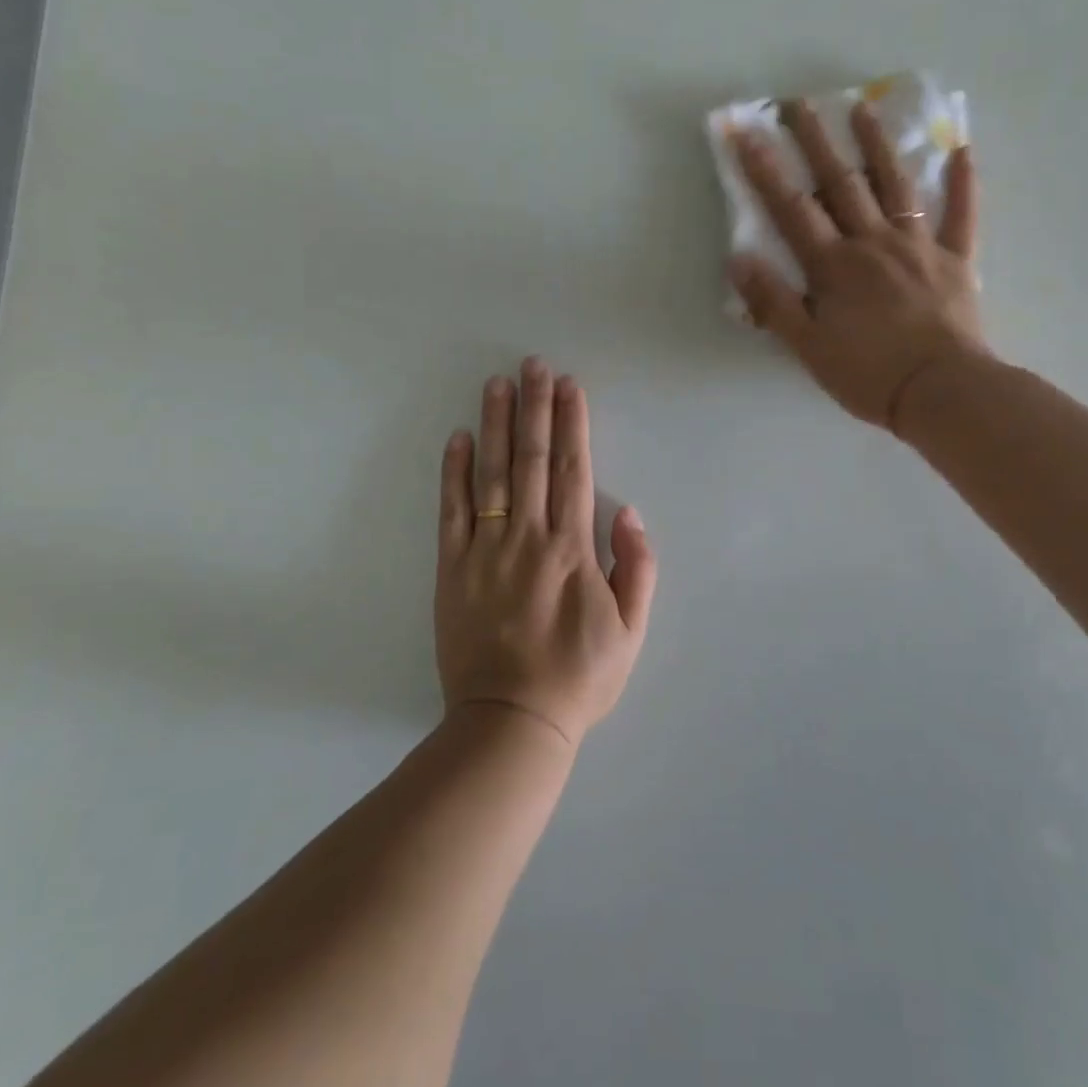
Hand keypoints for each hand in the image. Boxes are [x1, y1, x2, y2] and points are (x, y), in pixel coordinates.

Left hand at [435, 359, 657, 745]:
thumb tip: (628, 511)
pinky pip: (451, 512)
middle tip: (533, 365)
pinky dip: (453, 472)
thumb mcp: (631, 630)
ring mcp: (484, 551)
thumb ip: (636, 567)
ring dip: (495, 425)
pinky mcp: (451, 570)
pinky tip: (458, 437)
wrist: (512, 721)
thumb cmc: (579, 677)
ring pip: (490, 475)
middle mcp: (527, 538)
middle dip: (535, 407)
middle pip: (531, 460)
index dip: (571, 424)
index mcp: (571, 549)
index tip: (569, 386)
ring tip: (498, 384)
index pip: (572, 470)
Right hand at [728, 99, 992, 430]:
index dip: (766, 170)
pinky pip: (962, 214)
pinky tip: (962, 150)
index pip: (792, 209)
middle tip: (799, 103)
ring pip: (895, 185)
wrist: (940, 391)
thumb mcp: (807, 347)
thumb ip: (773, 302)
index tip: (746, 132)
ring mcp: (918, 246)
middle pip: (840, 183)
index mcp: (833, 266)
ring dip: (877, 145)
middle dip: (815, 142)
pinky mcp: (955, 260)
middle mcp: (872, 243)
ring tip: (864, 108)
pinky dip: (963, 182)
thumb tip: (739, 258)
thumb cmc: (867, 373)